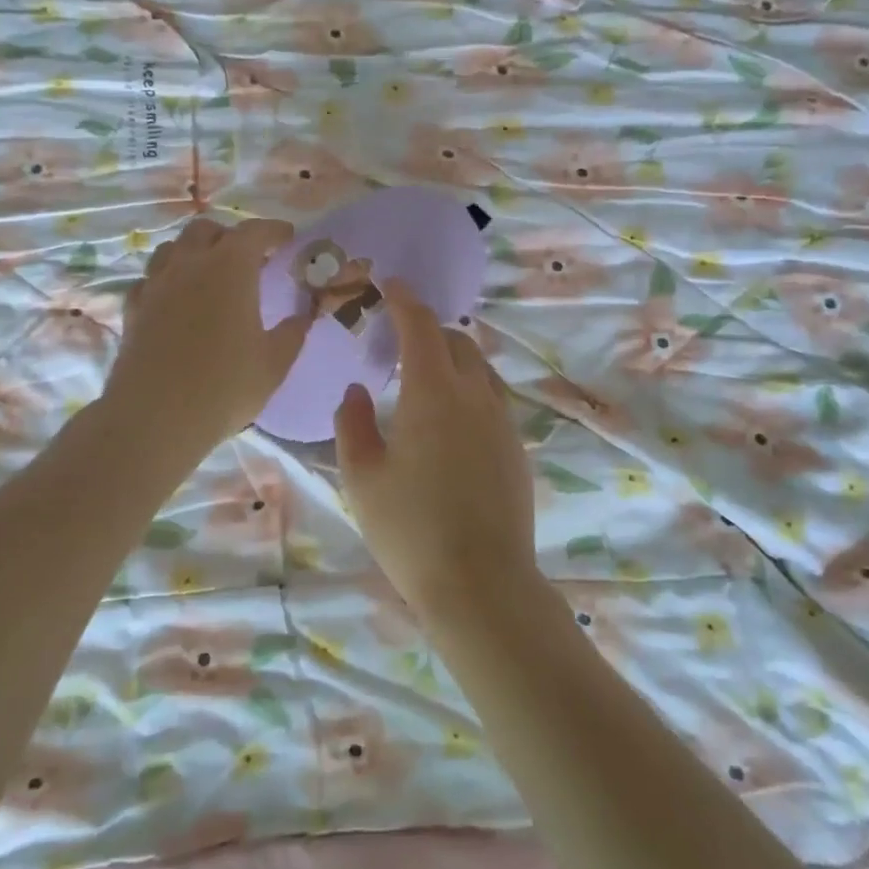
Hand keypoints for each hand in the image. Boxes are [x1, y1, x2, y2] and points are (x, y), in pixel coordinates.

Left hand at [104, 216, 311, 456]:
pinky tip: (176, 299)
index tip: (287, 237)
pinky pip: (151, 278)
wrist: (155, 417)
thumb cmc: (225, 386)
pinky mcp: (134, 308)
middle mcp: (189, 264)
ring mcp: (156, 284)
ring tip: (209, 273)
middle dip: (229, 236)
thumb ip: (292, 333)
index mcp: (230, 268)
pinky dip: (167, 279)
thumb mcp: (273, 363)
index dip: (273, 230)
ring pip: (172, 248)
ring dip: (194, 251)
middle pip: (206, 230)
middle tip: (248, 258)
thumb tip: (304, 315)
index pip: (254, 231)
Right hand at [334, 280, 535, 615]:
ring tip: (424, 380)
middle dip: (428, 330)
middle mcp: (475, 396)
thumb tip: (356, 391)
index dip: (404, 300)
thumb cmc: (410, 530)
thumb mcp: (362, 477)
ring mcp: (502, 422)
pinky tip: (450, 422)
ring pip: (480, 369)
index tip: (390, 284)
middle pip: (456, 342)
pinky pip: (492, 400)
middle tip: (398, 343)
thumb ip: (352, 424)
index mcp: (433, 393)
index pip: (421, 328)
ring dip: (452, 360)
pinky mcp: (516, 449)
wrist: (481, 584)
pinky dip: (469, 390)